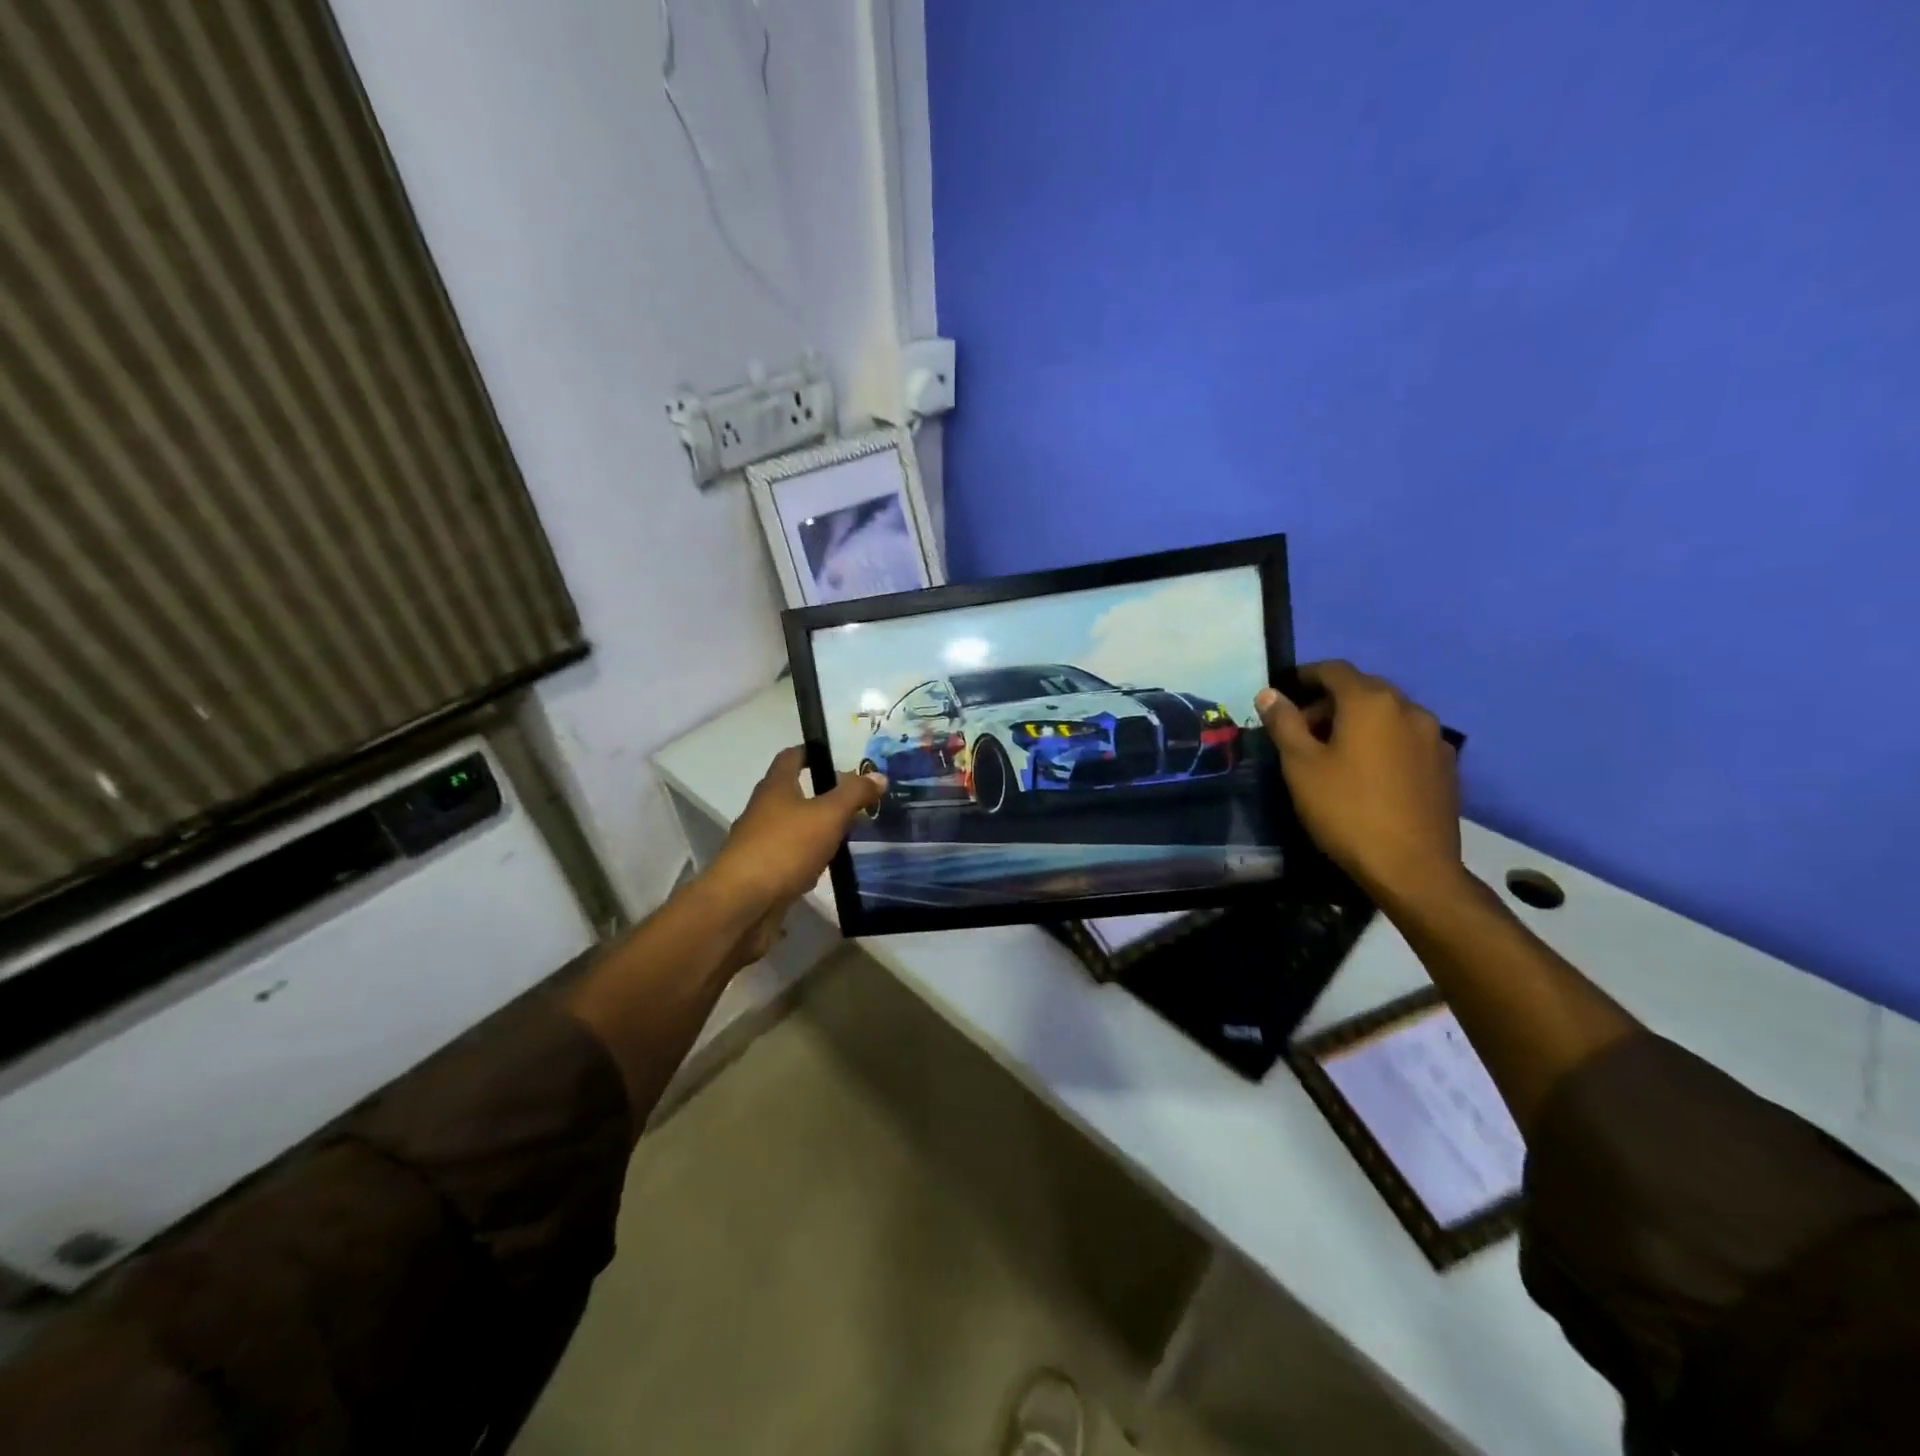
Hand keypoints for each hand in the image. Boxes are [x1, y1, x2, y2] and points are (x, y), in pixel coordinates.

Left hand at [706, 747, 883, 916]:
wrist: (742, 905)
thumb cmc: (784, 848)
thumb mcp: (827, 815)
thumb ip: (853, 794)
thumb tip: (878, 774)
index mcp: (775, 787)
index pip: (791, 756)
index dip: (813, 751)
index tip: (839, 753)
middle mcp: (764, 810)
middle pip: (794, 792)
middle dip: (824, 792)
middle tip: (858, 795)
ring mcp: (760, 843)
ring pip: (795, 827)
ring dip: (819, 827)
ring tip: (852, 829)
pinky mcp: (763, 873)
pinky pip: (792, 857)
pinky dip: (811, 857)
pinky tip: (829, 867)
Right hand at [1255, 662, 1461, 902]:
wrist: (1412, 867)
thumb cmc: (1346, 810)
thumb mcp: (1300, 766)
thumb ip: (1284, 723)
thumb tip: (1269, 694)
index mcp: (1371, 702)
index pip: (1334, 670)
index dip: (1305, 676)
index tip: (1283, 693)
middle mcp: (1408, 708)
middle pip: (1363, 689)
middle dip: (1330, 701)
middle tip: (1302, 728)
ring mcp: (1433, 736)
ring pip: (1387, 714)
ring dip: (1357, 721)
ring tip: (1334, 752)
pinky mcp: (1446, 764)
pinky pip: (1406, 738)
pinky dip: (1382, 741)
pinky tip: (1368, 772)